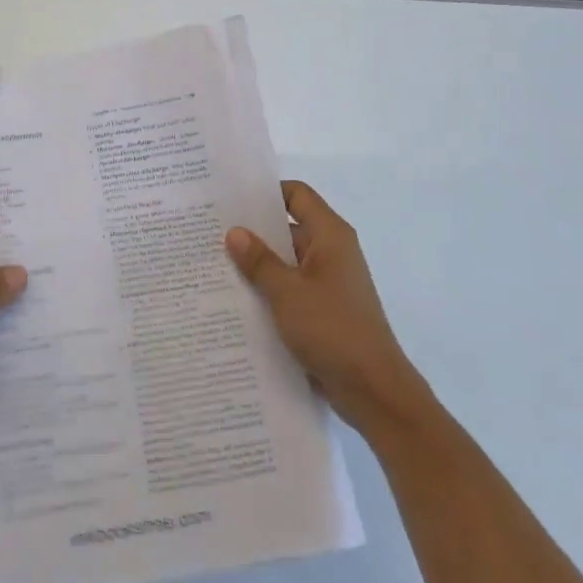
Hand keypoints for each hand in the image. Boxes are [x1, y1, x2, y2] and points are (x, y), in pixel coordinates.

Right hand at [226, 181, 426, 436]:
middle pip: (288, 228)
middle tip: (210, 232)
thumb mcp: (287, 292)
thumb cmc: (333, 330)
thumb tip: (234, 231)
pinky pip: (290, 289)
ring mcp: (328, 283)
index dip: (266, 192)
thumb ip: (259, 261)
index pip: (297, 195)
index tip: (230, 198)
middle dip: (252, 231)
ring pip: (286, 262)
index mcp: (330, 236)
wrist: (373, 390)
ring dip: (257, 265)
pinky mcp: (323, 311)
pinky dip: (267, 290)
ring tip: (213, 266)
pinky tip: (235, 300)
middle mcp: (331, 252)